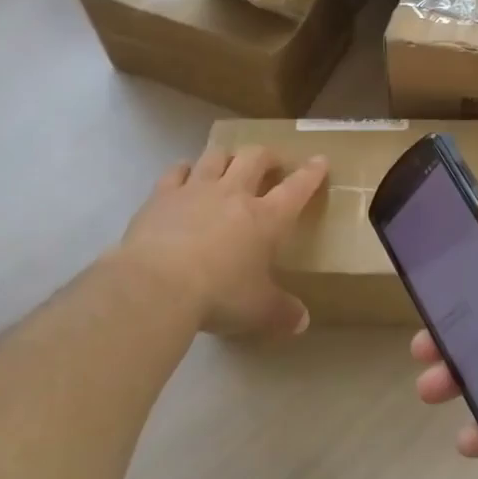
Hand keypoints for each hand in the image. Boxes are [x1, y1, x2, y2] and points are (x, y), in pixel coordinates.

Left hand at [119, 144, 327, 337]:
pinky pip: (177, 170)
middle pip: (255, 158)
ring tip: (229, 164)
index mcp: (266, 218)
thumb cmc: (218, 295)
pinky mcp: (162, 195)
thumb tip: (302, 322)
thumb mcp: (257, 310)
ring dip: (227, 157)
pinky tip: (185, 173)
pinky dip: (185, 169)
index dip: (311, 173)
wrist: (157, 286)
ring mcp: (196, 190)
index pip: (296, 188)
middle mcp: (234, 194)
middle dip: (267, 156)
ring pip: (217, 156)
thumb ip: (281, 312)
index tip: (320, 161)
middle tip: (271, 163)